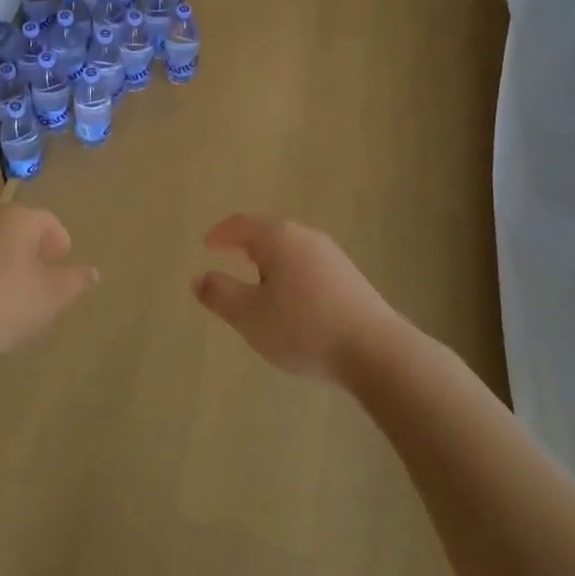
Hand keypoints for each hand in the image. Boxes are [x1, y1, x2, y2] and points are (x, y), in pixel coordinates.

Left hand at [0, 204, 97, 359]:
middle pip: (15, 231)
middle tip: (38, 283)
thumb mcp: (50, 297)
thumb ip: (74, 282)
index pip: (47, 221)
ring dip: (0, 266)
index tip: (62, 266)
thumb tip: (92, 272)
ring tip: (6, 300)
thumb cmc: (1, 303)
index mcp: (16, 220)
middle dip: (30, 253)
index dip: (60, 242)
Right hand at [192, 215, 400, 382]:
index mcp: (278, 237)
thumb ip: (220, 294)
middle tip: (230, 263)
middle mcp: (306, 237)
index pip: (242, 224)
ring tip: (259, 289)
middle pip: (268, 233)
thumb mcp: (249, 316)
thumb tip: (199, 277)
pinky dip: (291, 277)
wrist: (375, 351)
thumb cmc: (302, 327)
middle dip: (246, 247)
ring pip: (291, 251)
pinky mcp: (350, 277)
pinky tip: (292, 305)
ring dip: (270, 264)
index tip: (207, 246)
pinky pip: (309, 267)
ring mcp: (332, 256)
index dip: (221, 234)